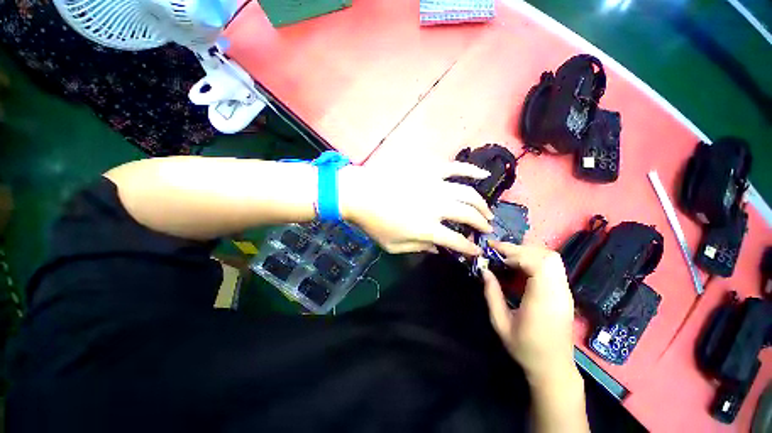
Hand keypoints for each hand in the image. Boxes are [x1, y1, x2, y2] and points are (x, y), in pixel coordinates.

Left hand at [337, 162, 493, 254]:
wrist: (359, 194)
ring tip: (487, 211)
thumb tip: (438, 249)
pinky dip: (471, 170)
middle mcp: (436, 206)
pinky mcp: (429, 170)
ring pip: (467, 193)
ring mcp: (434, 185)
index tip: (477, 251)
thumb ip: (419, 248)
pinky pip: (455, 167)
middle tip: (486, 229)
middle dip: (482, 224)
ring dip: (481, 204)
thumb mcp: (394, 245)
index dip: (470, 249)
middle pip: (468, 215)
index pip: (457, 241)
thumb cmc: (374, 223)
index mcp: (427, 228)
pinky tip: (482, 175)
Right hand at [480, 242, 577, 385]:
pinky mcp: (565, 294)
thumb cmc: (525, 348)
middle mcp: (559, 292)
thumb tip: (484, 271)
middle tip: (499, 252)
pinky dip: (535, 260)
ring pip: (553, 259)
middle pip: (548, 256)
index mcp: (543, 300)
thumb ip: (492, 294)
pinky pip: (553, 267)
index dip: (515, 253)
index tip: (494, 252)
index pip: (537, 263)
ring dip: (529, 253)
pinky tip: (520, 268)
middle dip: (521, 249)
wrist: (553, 368)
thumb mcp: (501, 323)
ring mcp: (565, 292)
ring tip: (508, 257)